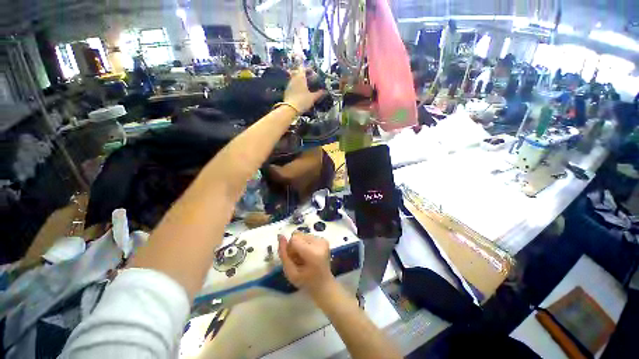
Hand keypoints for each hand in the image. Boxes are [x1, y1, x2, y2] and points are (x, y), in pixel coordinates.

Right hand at [278, 232, 333, 296]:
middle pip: (298, 235)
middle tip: (298, 260)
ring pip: (302, 235)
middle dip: (294, 246)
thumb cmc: (306, 282)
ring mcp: (323, 240)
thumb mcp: (290, 273)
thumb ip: (284, 254)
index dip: (289, 248)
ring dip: (299, 245)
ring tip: (304, 258)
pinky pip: (308, 236)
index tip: (292, 259)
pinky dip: (305, 244)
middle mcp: (320, 243)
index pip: (294, 239)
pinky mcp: (324, 239)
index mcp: (313, 253)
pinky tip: (309, 255)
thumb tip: (280, 236)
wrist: (324, 284)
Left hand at [284, 68, 325, 113]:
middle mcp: (294, 78)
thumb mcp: (312, 98)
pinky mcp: (287, 90)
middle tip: (309, 79)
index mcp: (301, 77)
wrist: (290, 109)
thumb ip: (319, 94)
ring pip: (294, 78)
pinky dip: (296, 86)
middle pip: (298, 72)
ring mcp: (289, 84)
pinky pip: (292, 85)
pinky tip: (299, 92)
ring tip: (305, 86)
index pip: (304, 68)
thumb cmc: (302, 101)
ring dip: (299, 80)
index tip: (312, 72)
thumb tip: (325, 91)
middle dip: (303, 74)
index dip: (308, 69)